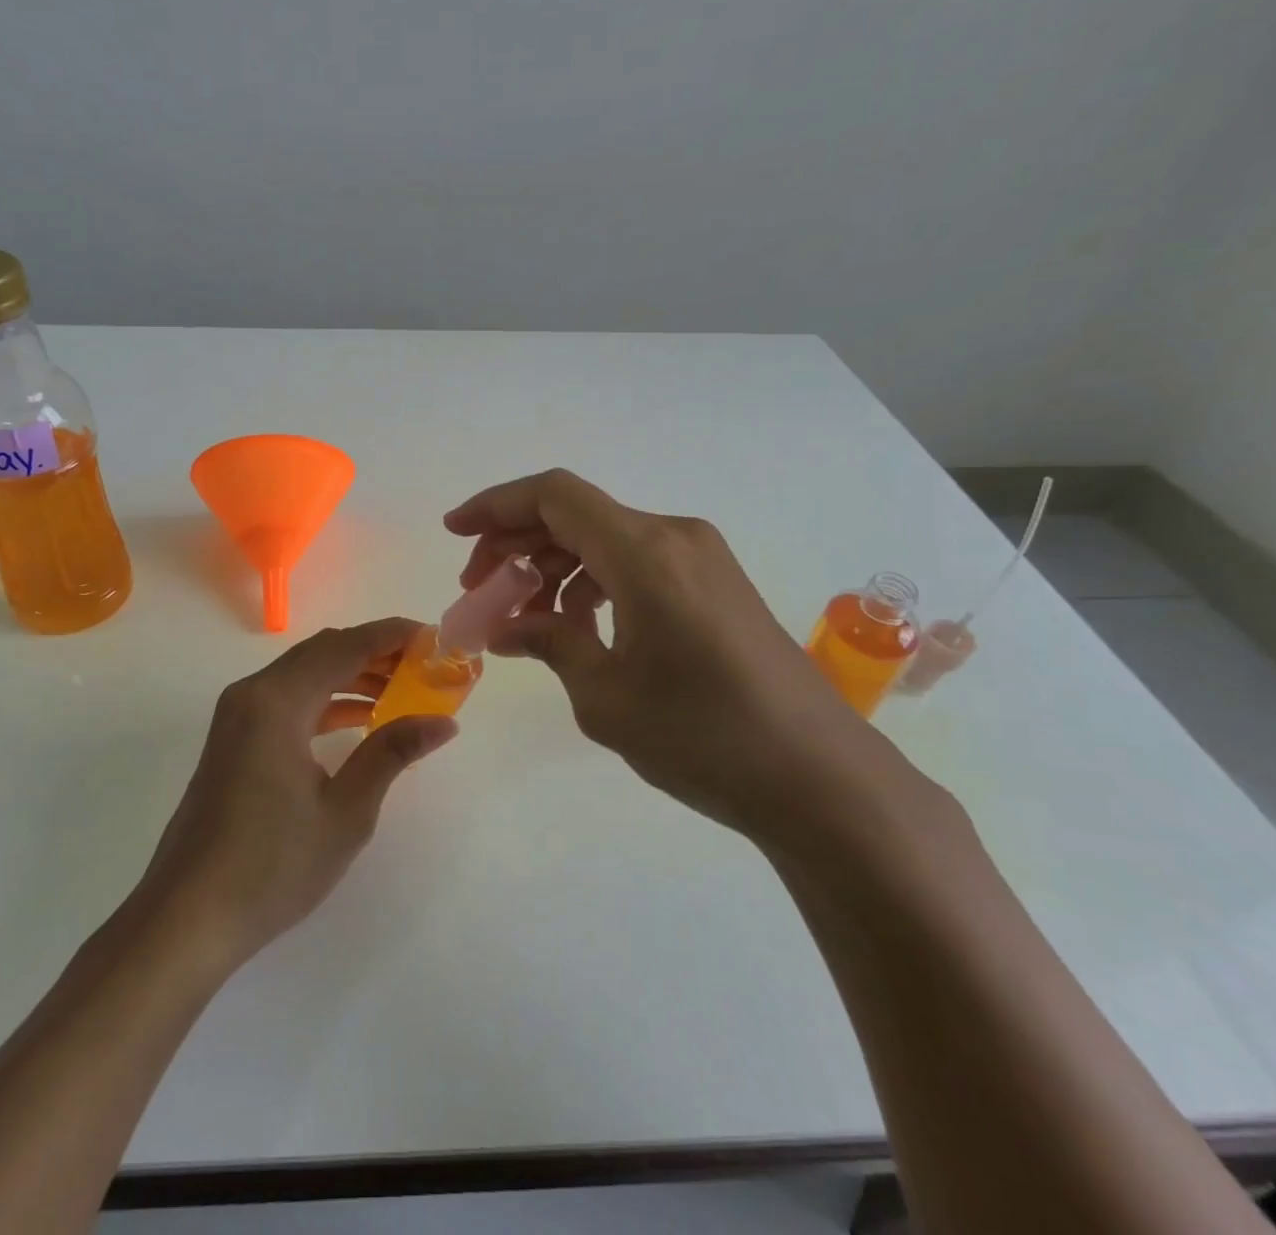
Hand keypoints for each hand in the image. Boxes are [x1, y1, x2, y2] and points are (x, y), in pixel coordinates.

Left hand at [132, 619, 457, 967]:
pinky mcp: (234, 738)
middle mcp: (253, 693)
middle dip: (376, 653)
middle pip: (323, 652)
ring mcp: (238, 715)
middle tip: (425, 666)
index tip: (435, 638)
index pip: (345, 647)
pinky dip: (327, 700)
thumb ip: (392, 753)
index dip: (392, 636)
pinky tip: (361, 719)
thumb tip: (443, 723)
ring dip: (352, 676)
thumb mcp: (345, 811)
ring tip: (403, 692)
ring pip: (305, 674)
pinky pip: (289, 700)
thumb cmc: (271, 865)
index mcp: (277, 701)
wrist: (187, 917)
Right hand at [445, 469, 886, 841]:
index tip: (453, 533)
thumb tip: (504, 628)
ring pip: (604, 538)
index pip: (552, 496)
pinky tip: (576, 626)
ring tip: (522, 618)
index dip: (494, 505)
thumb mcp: (604, 695)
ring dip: (553, 566)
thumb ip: (549, 643)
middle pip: (574, 514)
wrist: (821, 780)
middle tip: (479, 591)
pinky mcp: (715, 584)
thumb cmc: (703, 736)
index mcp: (643, 551)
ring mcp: (700, 558)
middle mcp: (673, 537)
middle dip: (516, 544)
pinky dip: (592, 582)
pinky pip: (635, 562)